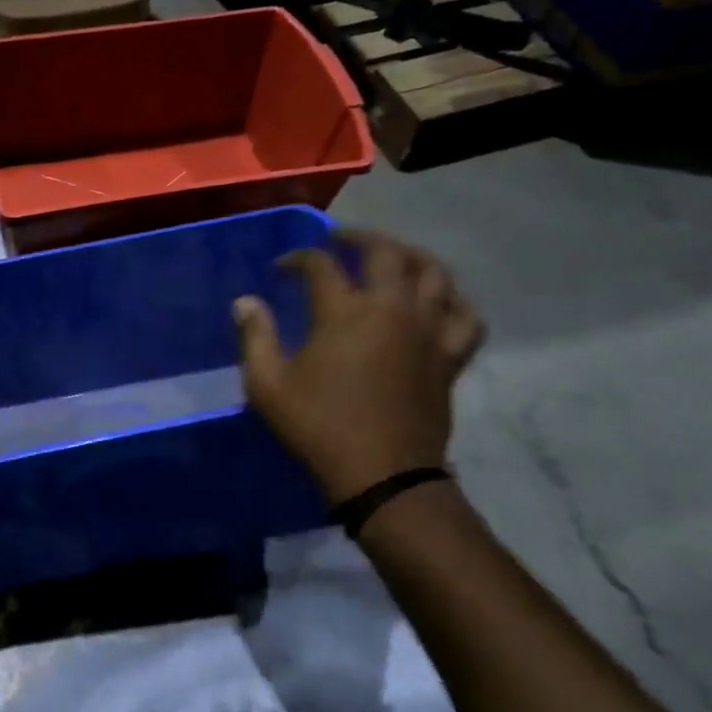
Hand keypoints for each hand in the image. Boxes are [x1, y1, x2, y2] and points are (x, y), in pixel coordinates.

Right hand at [234, 231, 483, 503]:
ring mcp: (427, 331)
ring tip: (394, 258)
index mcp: (344, 312)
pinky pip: (466, 316)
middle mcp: (392, 309)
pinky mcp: (449, 356)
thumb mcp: (268, 386)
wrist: (382, 475)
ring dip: (411, 256)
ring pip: (435, 273)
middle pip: (386, 252)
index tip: (281, 268)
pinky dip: (454, 301)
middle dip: (359, 236)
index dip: (298, 258)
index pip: (321, 265)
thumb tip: (245, 302)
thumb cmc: (318, 427)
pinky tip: (440, 301)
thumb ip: (255, 337)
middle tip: (340, 239)